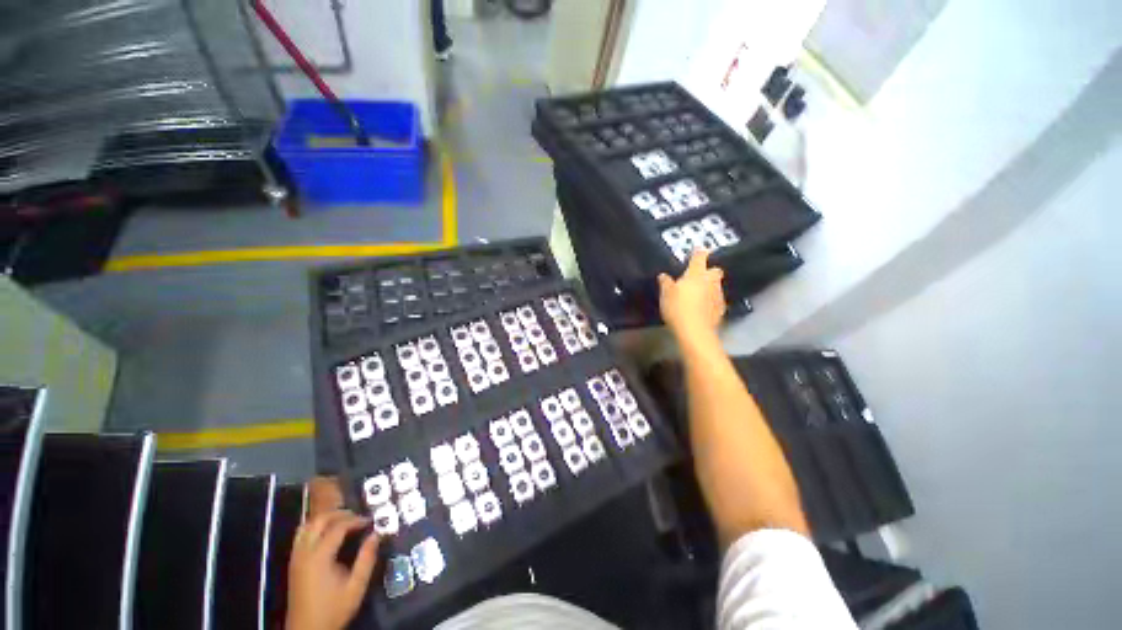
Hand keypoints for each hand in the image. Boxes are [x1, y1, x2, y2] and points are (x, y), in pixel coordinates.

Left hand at [286, 510, 379, 629]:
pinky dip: (315, 527)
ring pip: (307, 525)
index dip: (356, 520)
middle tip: (357, 517)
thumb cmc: (333, 609)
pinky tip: (327, 533)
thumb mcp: (356, 587)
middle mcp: (304, 553)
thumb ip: (367, 559)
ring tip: (343, 520)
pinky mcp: (293, 563)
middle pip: (319, 520)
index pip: (338, 527)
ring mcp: (296, 557)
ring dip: (326, 518)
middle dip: (340, 514)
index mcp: (319, 557)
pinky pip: (301, 535)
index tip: (370, 521)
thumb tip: (376, 534)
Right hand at [658, 249, 725, 344]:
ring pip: (716, 286)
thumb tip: (663, 275)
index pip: (699, 257)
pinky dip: (711, 302)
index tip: (697, 251)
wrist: (695, 331)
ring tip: (699, 295)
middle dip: (709, 271)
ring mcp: (718, 295)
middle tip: (699, 276)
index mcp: (696, 274)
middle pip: (715, 270)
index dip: (698, 253)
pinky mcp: (721, 310)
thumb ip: (665, 283)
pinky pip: (716, 301)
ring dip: (710, 287)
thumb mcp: (665, 294)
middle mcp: (710, 281)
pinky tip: (703, 308)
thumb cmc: (678, 308)